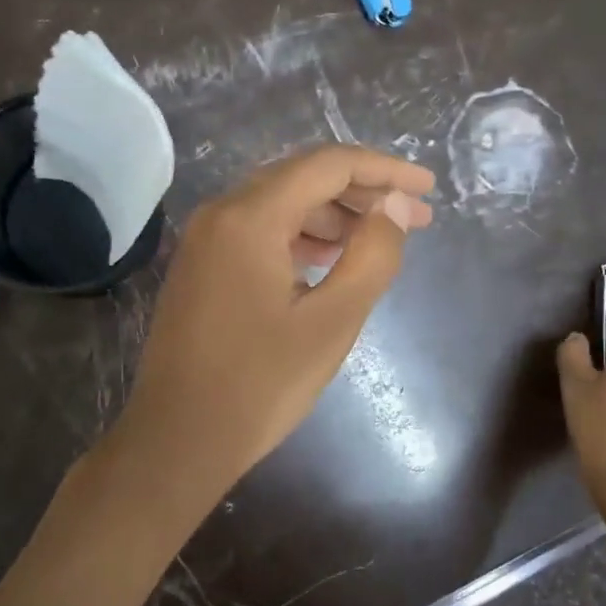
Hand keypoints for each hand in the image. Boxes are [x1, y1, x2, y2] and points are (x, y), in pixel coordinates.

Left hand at [111, 146, 433, 503]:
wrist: (178, 440)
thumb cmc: (260, 384)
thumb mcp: (332, 321)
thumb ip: (373, 255)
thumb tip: (396, 206)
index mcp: (250, 217)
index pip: (328, 165)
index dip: (384, 170)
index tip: (427, 189)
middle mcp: (221, 213)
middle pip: (302, 179)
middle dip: (363, 193)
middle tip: (414, 219)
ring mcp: (205, 240)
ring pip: (281, 205)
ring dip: (334, 216)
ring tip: (379, 241)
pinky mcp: (202, 267)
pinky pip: (260, 232)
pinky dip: (301, 237)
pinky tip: (330, 261)